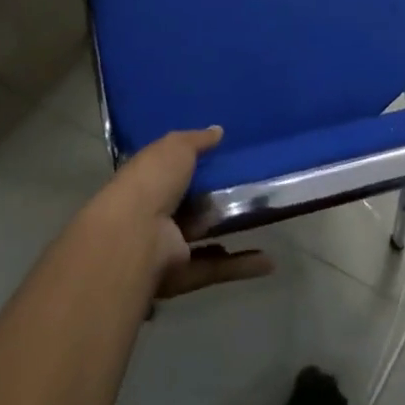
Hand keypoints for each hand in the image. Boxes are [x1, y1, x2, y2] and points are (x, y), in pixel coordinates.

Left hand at [96, 126, 273, 299]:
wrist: (135, 236)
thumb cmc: (152, 181)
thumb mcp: (175, 147)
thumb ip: (197, 140)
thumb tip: (218, 130)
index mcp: (150, 179)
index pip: (174, 169)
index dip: (197, 163)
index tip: (227, 155)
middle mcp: (157, 212)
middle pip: (192, 203)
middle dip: (217, 197)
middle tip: (254, 186)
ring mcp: (168, 245)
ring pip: (206, 236)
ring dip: (232, 231)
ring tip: (265, 219)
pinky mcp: (182, 274)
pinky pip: (216, 268)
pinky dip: (241, 266)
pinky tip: (269, 261)